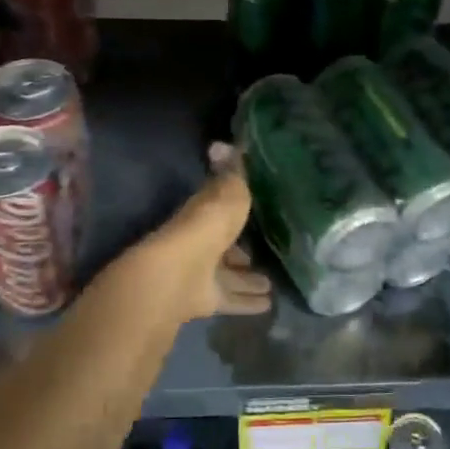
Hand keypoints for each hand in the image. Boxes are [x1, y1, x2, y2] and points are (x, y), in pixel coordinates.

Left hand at [134, 143, 272, 323]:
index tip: (253, 210)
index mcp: (203, 214)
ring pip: (228, 276)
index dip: (234, 209)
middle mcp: (201, 243)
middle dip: (240, 252)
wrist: (180, 273)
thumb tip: (222, 143)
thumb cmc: (206, 227)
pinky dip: (247, 302)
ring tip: (270, 283)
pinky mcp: (206, 299)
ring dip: (247, 279)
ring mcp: (202, 273)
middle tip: (261, 255)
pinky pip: (232, 299)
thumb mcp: (227, 192)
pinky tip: (268, 305)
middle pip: (224, 247)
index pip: (219, 209)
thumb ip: (232, 172)